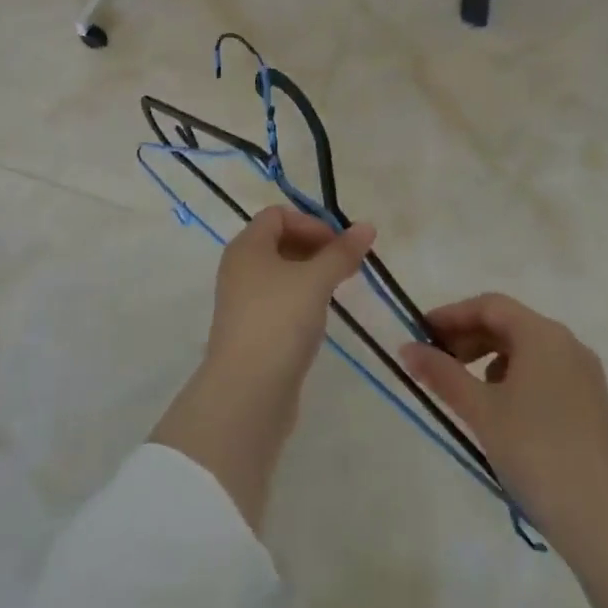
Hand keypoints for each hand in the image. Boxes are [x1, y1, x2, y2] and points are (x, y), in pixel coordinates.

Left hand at [207, 206, 376, 392]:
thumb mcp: (316, 280)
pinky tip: (319, 316)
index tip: (340, 245)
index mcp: (247, 246)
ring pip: (280, 274)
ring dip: (311, 274)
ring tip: (339, 289)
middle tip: (347, 266)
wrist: (247, 392)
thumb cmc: (279, 321)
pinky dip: (301, 299)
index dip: (311, 223)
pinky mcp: (251, 330)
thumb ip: (342, 253)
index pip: (278, 215)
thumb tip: (367, 226)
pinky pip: (279, 300)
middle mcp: (239, 268)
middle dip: (315, 248)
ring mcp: (243, 301)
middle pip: (279, 242)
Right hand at [406, 295, 607, 607]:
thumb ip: (441, 373)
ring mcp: (587, 376)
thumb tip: (406, 349)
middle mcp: (569, 344)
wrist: (604, 523)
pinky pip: (547, 374)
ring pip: (528, 350)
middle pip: (509, 324)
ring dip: (491, 358)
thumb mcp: (480, 410)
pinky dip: (517, 378)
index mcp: (542, 335)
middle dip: (469, 337)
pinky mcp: (595, 406)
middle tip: (437, 361)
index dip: (451, 315)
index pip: (489, 305)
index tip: (421, 333)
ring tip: (466, 389)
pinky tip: (503, 412)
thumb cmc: (535, 453)